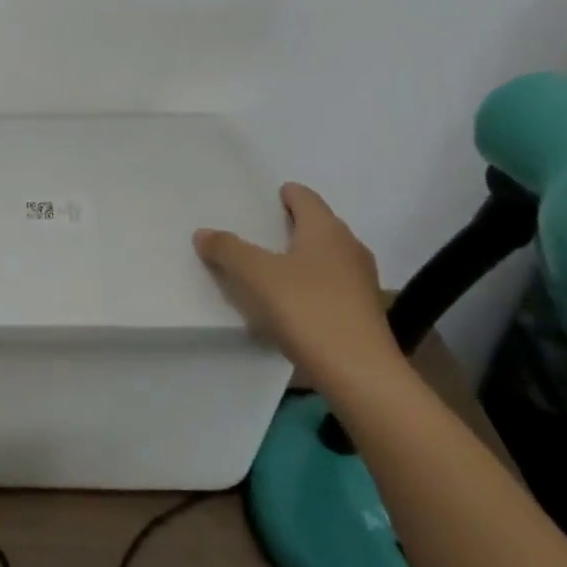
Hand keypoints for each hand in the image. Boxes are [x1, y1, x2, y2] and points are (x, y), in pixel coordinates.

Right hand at [193, 183, 399, 390]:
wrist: (359, 372)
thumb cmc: (307, 309)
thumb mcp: (255, 275)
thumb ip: (228, 249)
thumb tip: (204, 232)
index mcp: (326, 229)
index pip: (304, 196)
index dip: (282, 194)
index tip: (262, 200)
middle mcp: (349, 247)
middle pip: (316, 225)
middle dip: (289, 226)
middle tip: (255, 233)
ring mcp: (360, 281)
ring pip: (324, 258)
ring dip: (299, 258)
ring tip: (267, 269)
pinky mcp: (362, 312)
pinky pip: (329, 286)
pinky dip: (309, 286)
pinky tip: (288, 303)